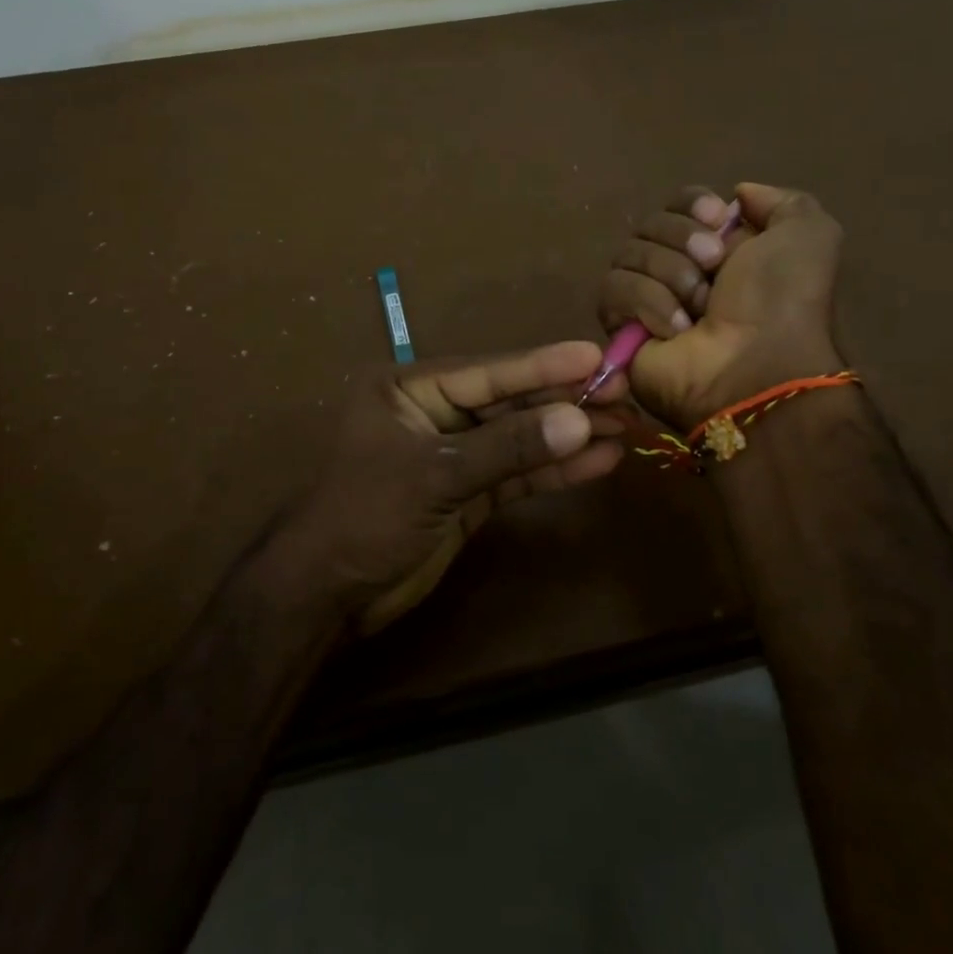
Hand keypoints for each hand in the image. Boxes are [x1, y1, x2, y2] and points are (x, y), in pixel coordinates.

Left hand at [271, 341, 626, 634]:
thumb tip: (579, 420)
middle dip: (565, 401)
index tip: (595, 357)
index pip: (489, 372)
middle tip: (625, 393)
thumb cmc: (366, 517)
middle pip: (510, 402)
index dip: (544, 365)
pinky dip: (553, 470)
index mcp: (412, 390)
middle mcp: (435, 413)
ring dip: (568, 436)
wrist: (327, 595)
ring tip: (624, 428)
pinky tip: (597, 462)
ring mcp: (454, 454)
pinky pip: (516, 474)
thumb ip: (508, 448)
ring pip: (519, 438)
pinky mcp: (467, 493)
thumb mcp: (436, 476)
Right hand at [599, 182, 844, 428]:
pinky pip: (612, 289)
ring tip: (698, 309)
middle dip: (683, 241)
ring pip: (629, 254)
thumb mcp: (809, 236)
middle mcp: (681, 268)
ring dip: (671, 275)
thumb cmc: (782, 302)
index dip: (693, 205)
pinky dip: (647, 303)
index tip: (717, 220)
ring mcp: (647, 298)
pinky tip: (675, 329)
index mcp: (721, 246)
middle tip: (715, 271)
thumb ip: (781, 201)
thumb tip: (736, 195)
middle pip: (651, 223)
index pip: (680, 202)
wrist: (756, 368)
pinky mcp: (620, 327)